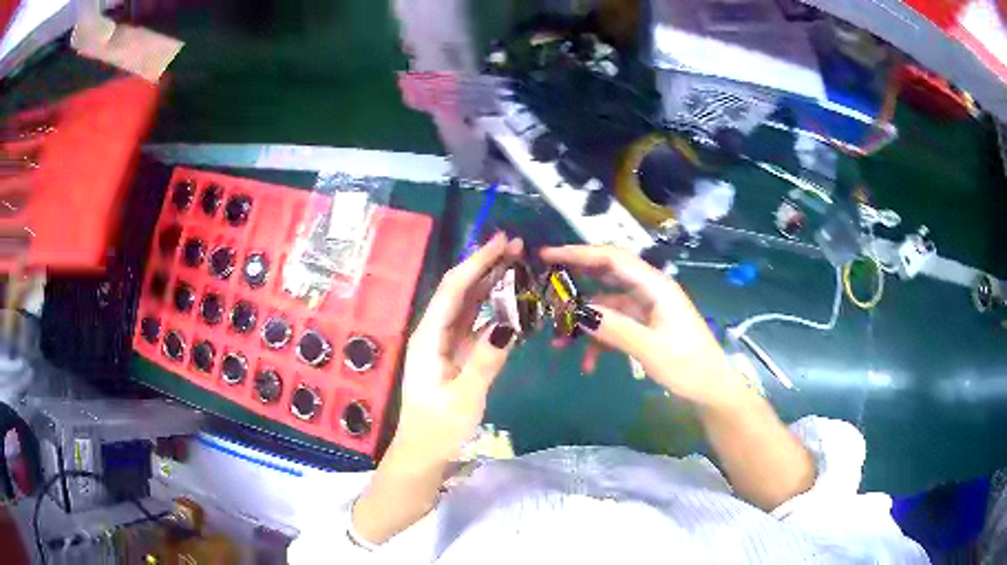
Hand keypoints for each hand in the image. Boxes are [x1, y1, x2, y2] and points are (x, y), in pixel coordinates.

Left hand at [389, 233, 521, 467]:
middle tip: (517, 248)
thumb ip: (486, 361)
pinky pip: (476, 327)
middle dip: (486, 267)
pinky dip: (494, 313)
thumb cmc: (437, 429)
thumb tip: (509, 324)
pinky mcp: (457, 358)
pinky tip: (513, 306)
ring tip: (518, 266)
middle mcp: (435, 334)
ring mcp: (446, 346)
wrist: (423, 455)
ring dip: (491, 286)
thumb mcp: (464, 397)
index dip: (476, 262)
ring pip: (470, 307)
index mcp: (428, 337)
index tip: (501, 241)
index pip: (454, 289)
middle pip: (461, 291)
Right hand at [541, 245, 742, 405]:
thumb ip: (614, 328)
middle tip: (544, 292)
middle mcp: (648, 291)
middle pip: (605, 277)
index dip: (579, 253)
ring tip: (559, 345)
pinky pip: (613, 327)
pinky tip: (588, 365)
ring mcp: (645, 310)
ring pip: (605, 307)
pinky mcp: (644, 327)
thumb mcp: (650, 349)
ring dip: (583, 324)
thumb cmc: (688, 366)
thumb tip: (577, 311)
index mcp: (655, 286)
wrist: (711, 389)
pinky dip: (598, 342)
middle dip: (575, 286)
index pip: (612, 259)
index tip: (548, 255)